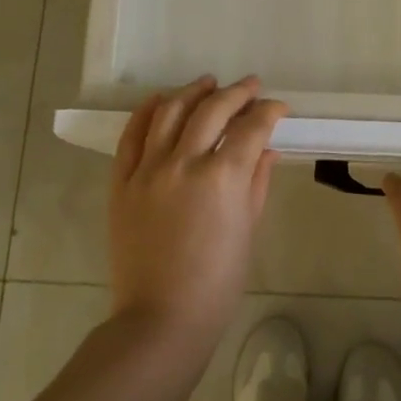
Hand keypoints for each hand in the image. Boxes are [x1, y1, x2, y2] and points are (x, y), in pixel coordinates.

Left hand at [108, 76, 287, 350]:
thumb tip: (266, 150)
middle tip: (251, 86)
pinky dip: (147, 112)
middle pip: (212, 110)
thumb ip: (257, 182)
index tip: (278, 108)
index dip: (269, 112)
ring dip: (192, 92)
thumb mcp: (248, 230)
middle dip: (237, 93)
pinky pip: (132, 136)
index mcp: (223, 178)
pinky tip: (161, 100)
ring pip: (170, 112)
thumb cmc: (217, 282)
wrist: (161, 317)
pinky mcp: (122, 182)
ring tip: (207, 84)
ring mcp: (148, 170)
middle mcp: (184, 163)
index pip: (251, 128)